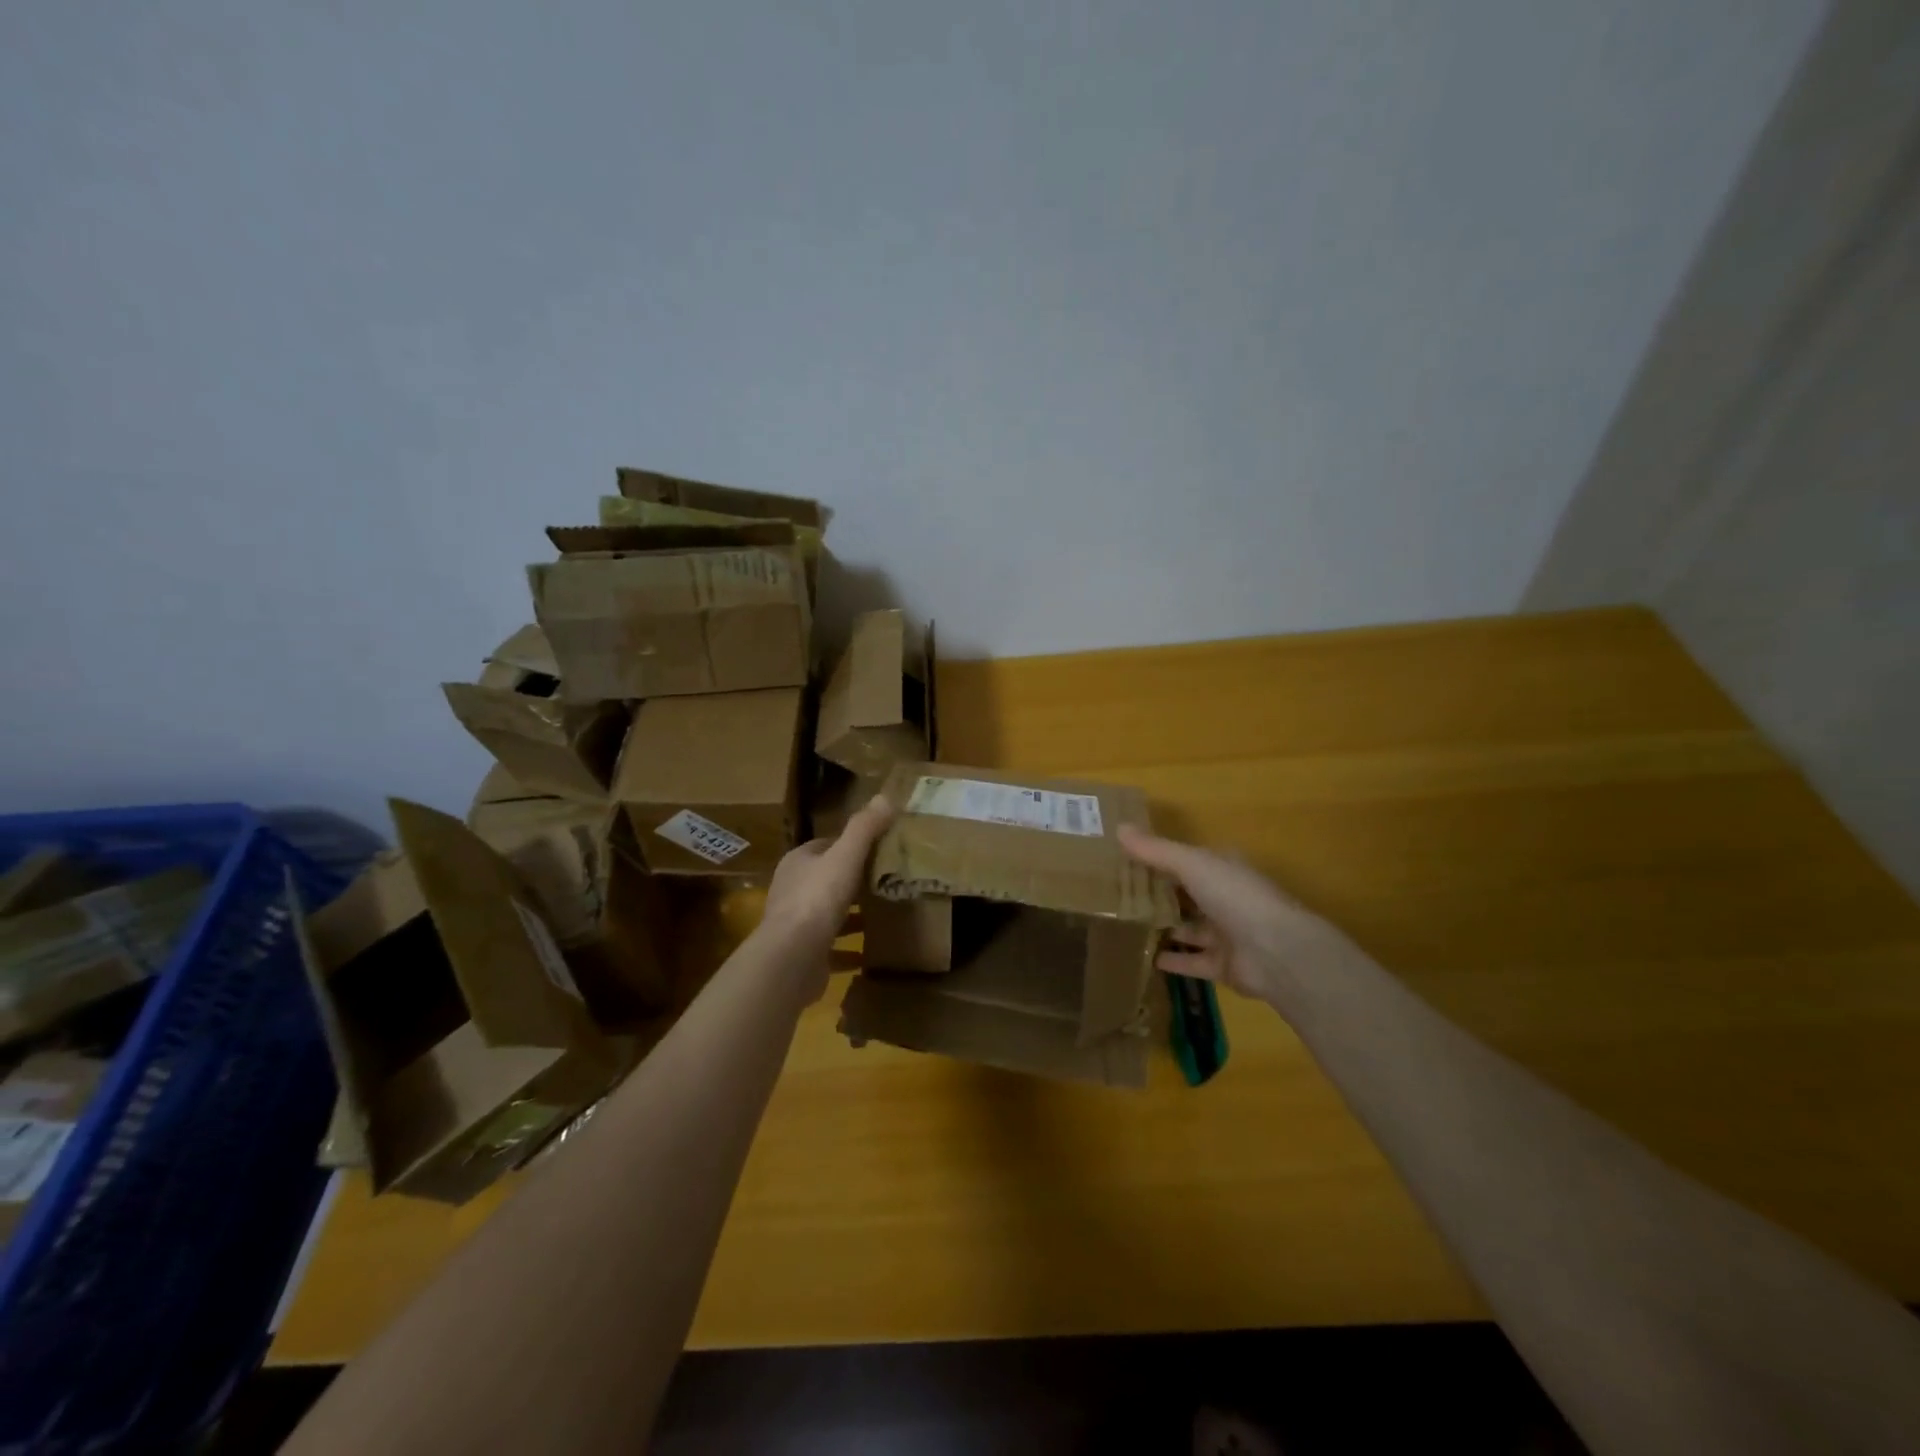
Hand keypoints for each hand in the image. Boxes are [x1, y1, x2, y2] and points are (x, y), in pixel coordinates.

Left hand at [760, 796, 896, 962]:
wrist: (792, 957)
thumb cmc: (818, 898)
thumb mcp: (845, 856)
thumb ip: (864, 828)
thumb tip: (885, 796)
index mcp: (798, 861)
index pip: (825, 845)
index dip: (850, 845)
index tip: (878, 848)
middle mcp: (792, 889)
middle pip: (826, 878)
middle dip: (853, 879)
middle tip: (886, 880)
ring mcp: (795, 924)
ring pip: (828, 913)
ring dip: (851, 914)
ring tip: (882, 913)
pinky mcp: (803, 953)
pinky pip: (830, 947)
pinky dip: (848, 948)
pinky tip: (869, 952)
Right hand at [1117, 825, 1331, 1003]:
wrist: (1276, 951)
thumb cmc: (1235, 896)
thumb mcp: (1191, 864)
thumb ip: (1155, 850)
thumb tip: (1119, 827)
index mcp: (1223, 869)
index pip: (1189, 860)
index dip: (1160, 859)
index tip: (1126, 860)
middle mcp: (1226, 899)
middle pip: (1187, 895)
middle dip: (1159, 895)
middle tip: (1118, 896)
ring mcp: (1227, 934)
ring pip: (1189, 929)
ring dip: (1165, 928)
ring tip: (1126, 927)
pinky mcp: (1224, 966)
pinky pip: (1192, 962)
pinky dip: (1172, 961)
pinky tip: (1145, 958)